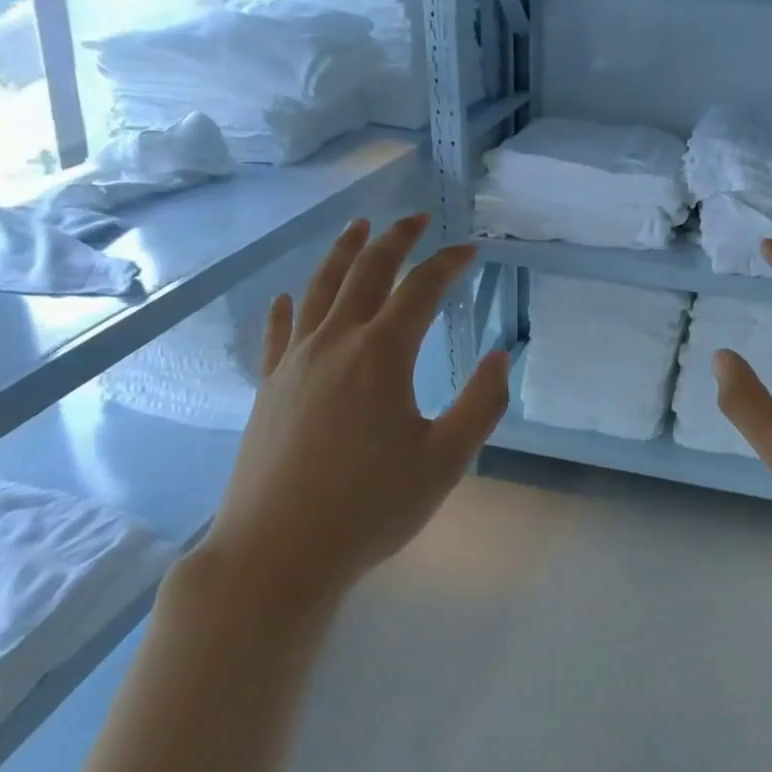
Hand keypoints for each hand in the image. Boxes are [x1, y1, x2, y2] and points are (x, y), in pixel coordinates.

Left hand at [201, 215, 509, 605]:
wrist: (277, 552)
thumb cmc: (369, 507)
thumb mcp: (444, 461)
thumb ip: (480, 405)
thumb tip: (501, 356)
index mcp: (382, 355)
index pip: (421, 289)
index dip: (448, 263)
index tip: (470, 249)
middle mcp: (335, 343)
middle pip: (367, 273)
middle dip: (395, 239)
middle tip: (417, 218)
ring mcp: (295, 362)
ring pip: (320, 289)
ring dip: (343, 253)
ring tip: (358, 227)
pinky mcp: (269, 387)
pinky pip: (280, 332)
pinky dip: (288, 307)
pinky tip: (288, 297)